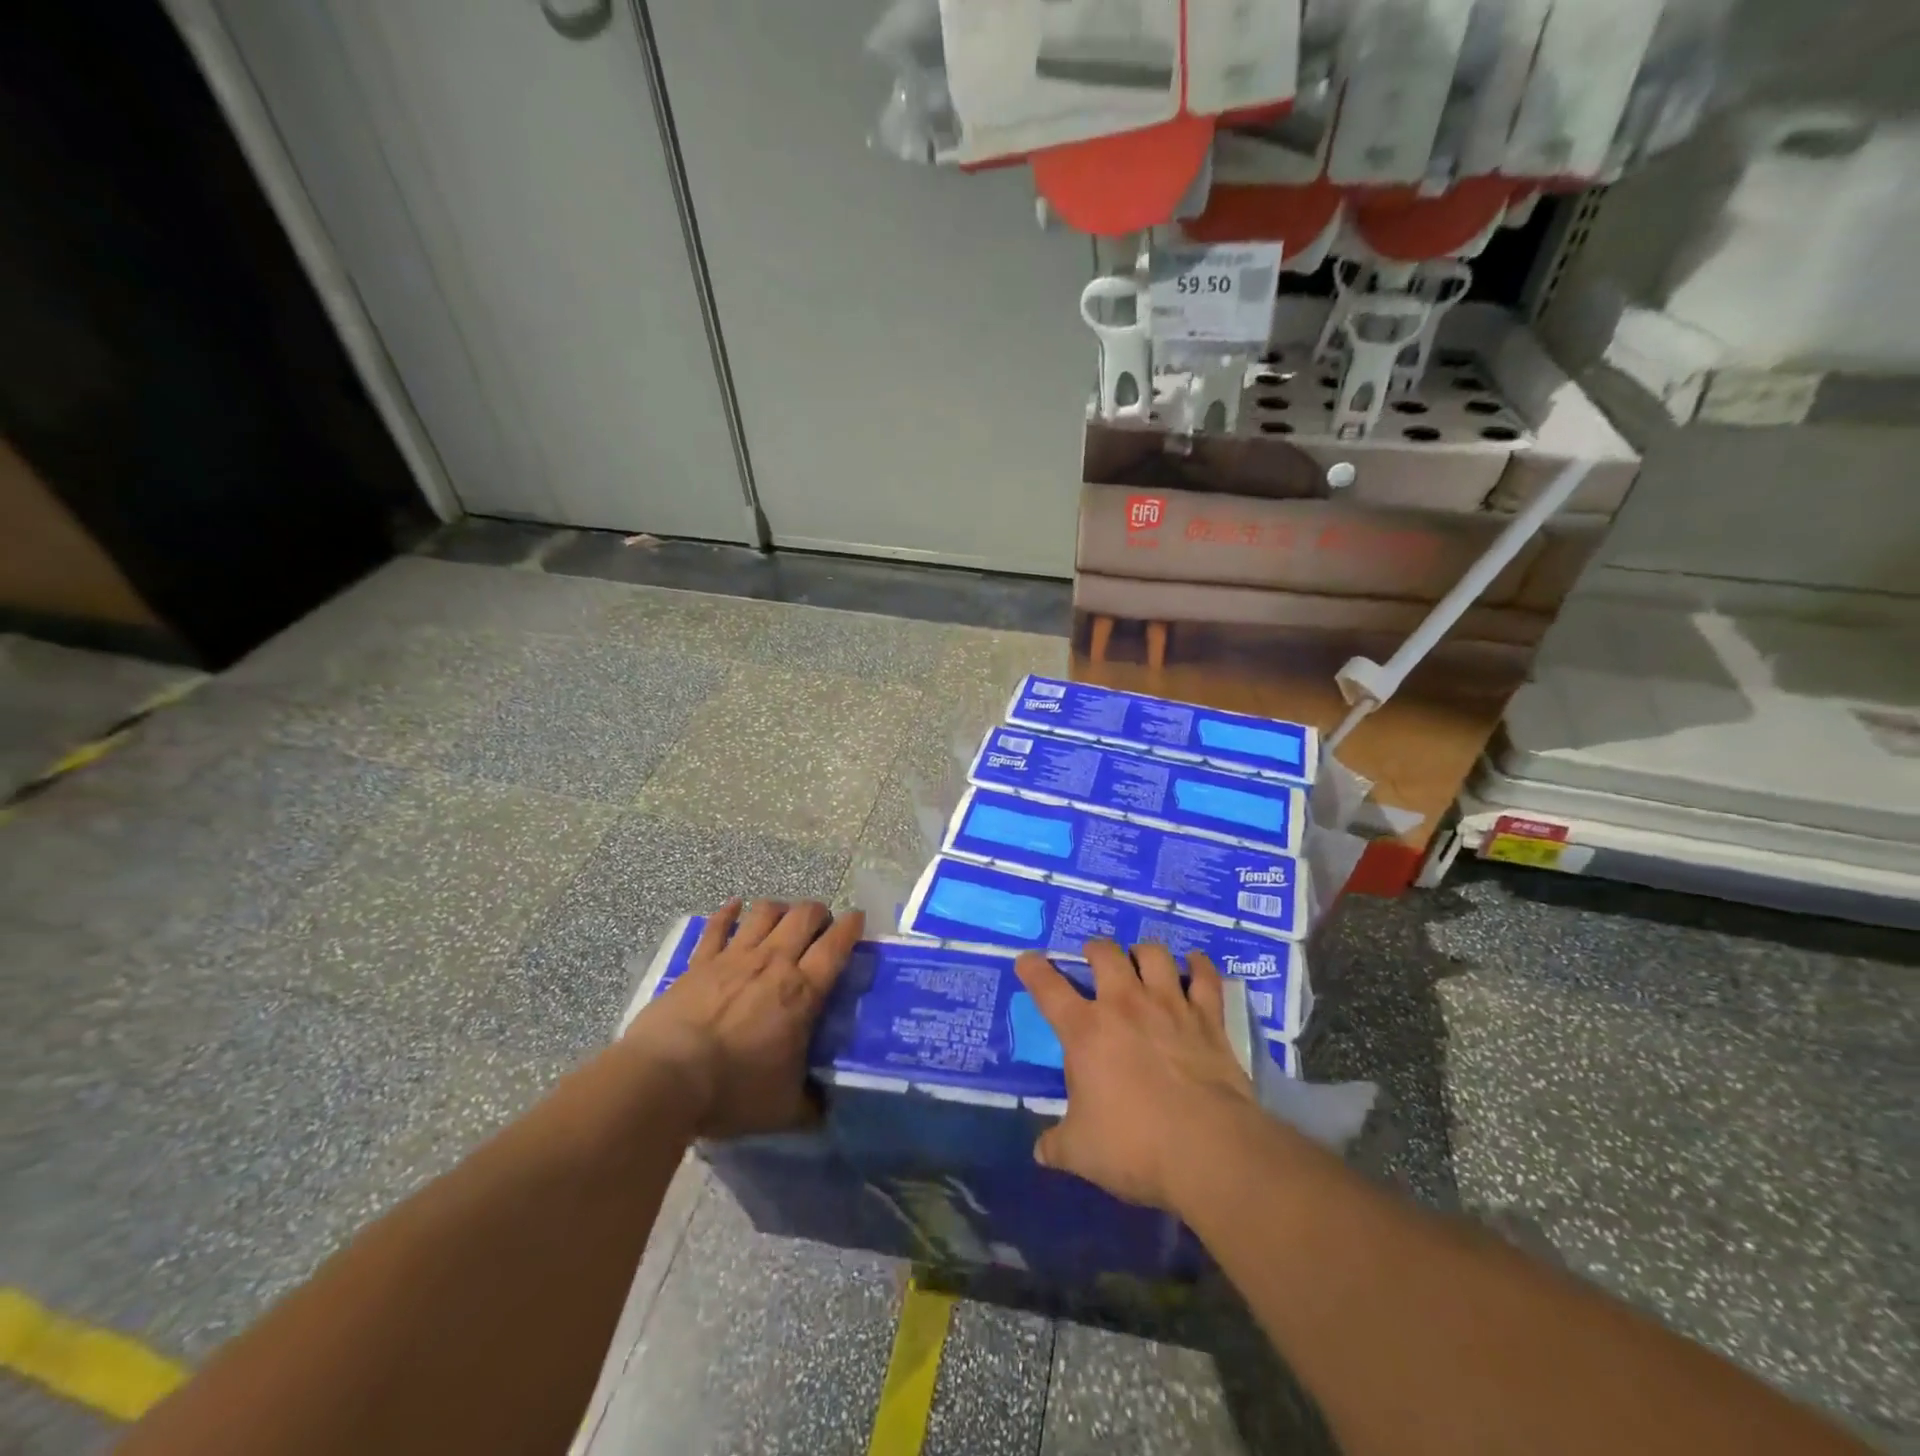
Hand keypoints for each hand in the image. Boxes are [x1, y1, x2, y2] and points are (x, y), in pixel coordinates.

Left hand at [626, 898, 863, 1138]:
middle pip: (804, 916)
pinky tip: (734, 906)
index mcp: (802, 992)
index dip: (851, 927)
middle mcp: (773, 963)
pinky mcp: (699, 962)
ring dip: (780, 908)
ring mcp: (734, 957)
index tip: (858, 920)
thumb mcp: (784, 1109)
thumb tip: (826, 1111)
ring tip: (783, 917)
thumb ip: (810, 1105)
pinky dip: (729, 912)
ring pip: (765, 912)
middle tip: (821, 925)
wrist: (666, 1078)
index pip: (836, 946)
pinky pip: (717, 926)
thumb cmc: (733, 1091)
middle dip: (818, 912)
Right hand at [1015, 940, 1260, 1213]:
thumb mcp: (1081, 1153)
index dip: (1033, 969)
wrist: (1209, 1150)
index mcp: (1085, 1031)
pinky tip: (1195, 963)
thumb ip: (1057, 1145)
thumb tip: (1041, 1151)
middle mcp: (1124, 1005)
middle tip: (1093, 958)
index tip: (1027, 960)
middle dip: (1095, 949)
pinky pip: (1204, 978)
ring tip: (1140, 958)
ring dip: (1142, 952)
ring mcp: (1169, 1006)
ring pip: (1153, 955)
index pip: (1048, 988)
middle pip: (1105, 954)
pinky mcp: (1207, 1019)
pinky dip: (1199, 966)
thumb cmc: (1135, 1147)